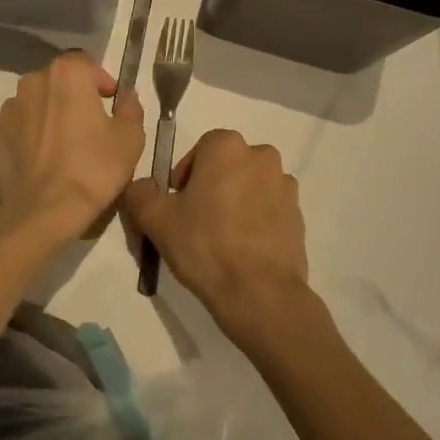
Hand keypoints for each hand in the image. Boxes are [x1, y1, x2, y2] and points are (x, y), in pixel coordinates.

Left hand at [0, 52, 145, 245]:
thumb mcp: (130, 138)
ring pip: (34, 104)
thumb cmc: (93, 168)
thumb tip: (125, 97)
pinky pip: (16, 129)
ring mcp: (7, 110)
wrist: (44, 212)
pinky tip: (40, 161)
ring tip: (62, 145)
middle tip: (88, 124)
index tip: (110, 102)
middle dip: (72, 96)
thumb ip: (130, 109)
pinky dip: (28, 137)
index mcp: (66, 74)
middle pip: (56, 81)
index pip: (84, 63)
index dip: (99, 80)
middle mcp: (32, 83)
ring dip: (48, 115)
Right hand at [122, 130, 310, 343]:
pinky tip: (244, 249)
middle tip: (197, 220)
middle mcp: (261, 155)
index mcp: (226, 146)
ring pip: (250, 185)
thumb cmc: (205, 245)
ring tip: (222, 238)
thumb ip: (140, 193)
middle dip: (212, 185)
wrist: (260, 293)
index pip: (200, 148)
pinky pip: (270, 208)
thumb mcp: (156, 219)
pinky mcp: (299, 214)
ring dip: (237, 200)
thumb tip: (140, 186)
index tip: (178, 204)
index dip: (186, 175)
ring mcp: (285, 185)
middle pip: (228, 165)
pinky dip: (257, 219)